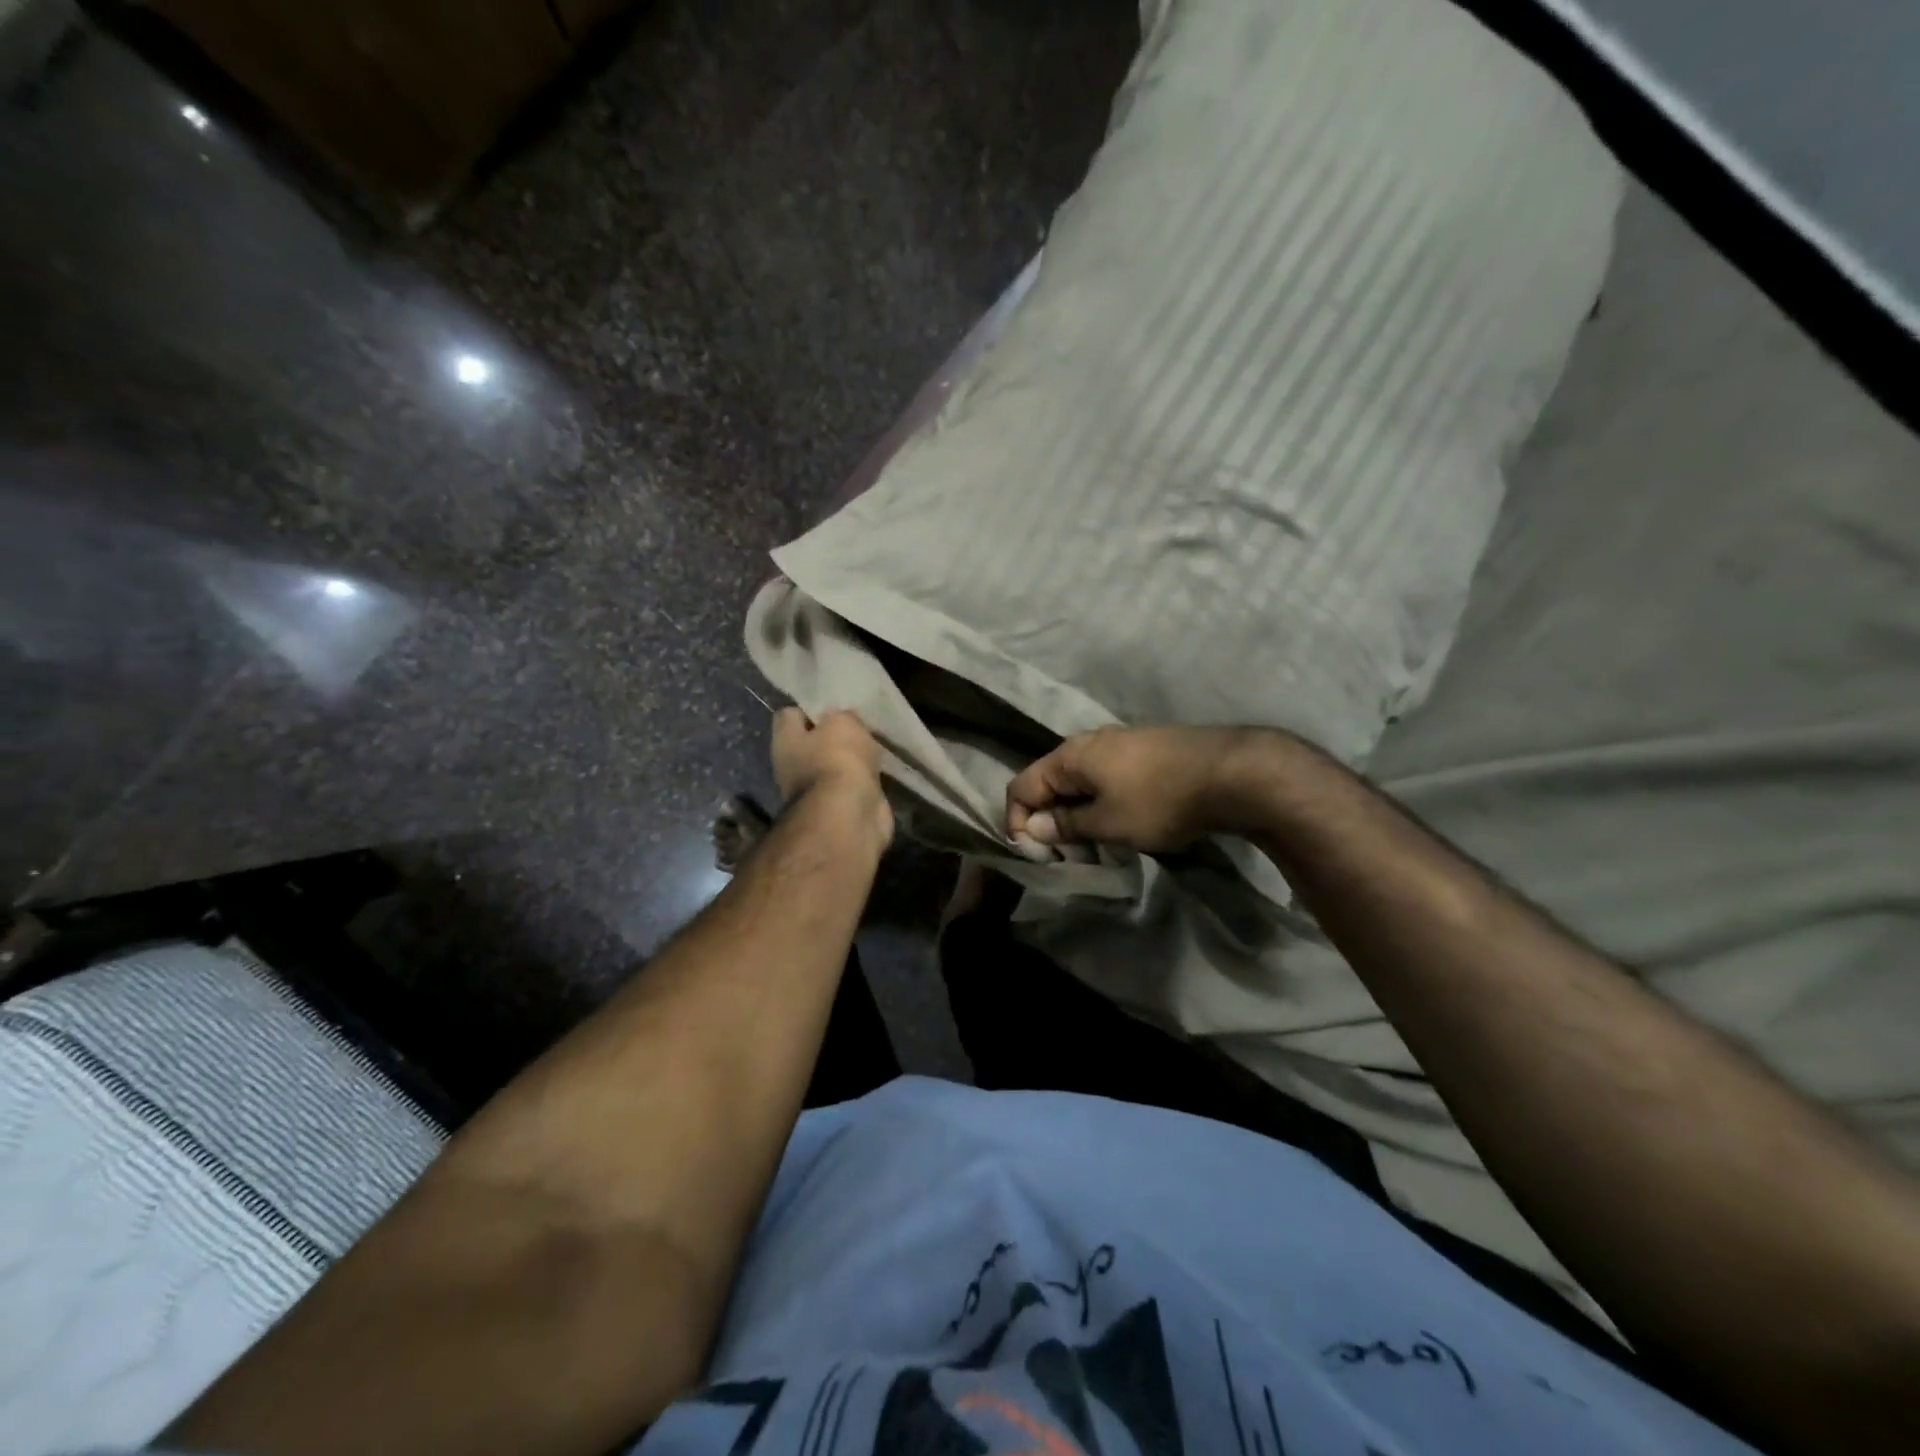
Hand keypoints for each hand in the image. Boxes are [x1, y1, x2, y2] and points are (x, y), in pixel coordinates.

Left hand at [771, 707, 893, 846]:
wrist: (848, 816)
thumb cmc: (837, 759)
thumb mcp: (842, 722)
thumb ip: (842, 716)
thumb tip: (843, 721)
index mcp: (785, 741)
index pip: (789, 715)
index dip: (809, 708)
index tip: (834, 705)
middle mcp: (793, 766)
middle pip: (813, 742)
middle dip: (834, 734)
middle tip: (860, 724)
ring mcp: (816, 791)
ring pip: (834, 764)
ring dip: (852, 759)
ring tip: (875, 744)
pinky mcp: (839, 807)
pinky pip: (852, 785)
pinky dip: (865, 779)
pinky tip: (882, 769)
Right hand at [1006, 725, 1264, 851]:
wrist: (1230, 772)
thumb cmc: (1158, 800)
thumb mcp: (1107, 822)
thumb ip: (1065, 824)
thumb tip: (1033, 827)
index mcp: (1070, 755)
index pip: (1020, 786)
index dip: (1017, 822)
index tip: (1036, 855)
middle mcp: (1088, 742)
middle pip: (1049, 782)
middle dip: (1049, 820)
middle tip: (1068, 855)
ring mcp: (1119, 743)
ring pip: (1080, 782)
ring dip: (1078, 814)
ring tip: (1097, 845)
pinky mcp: (1145, 751)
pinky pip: (1107, 779)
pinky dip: (1102, 803)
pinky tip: (1124, 824)